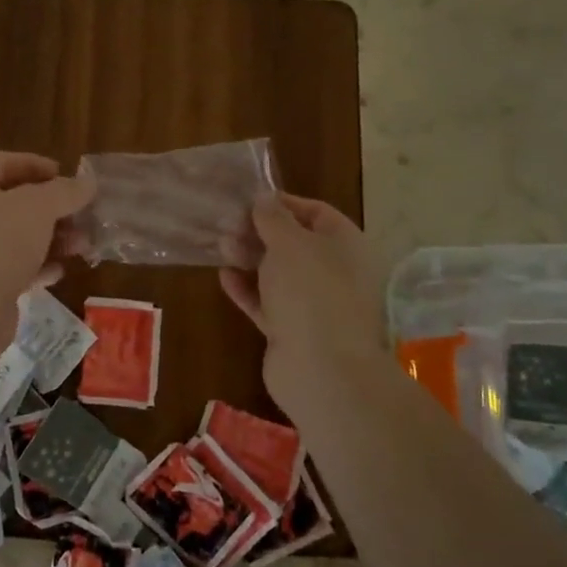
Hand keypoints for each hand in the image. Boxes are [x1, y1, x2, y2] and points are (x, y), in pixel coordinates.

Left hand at [0, 151, 94, 330]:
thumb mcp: (39, 208)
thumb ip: (65, 192)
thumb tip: (86, 183)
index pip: (2, 162)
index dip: (34, 164)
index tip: (65, 174)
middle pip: (15, 201)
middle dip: (53, 207)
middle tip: (82, 215)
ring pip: (19, 236)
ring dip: (53, 238)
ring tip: (82, 246)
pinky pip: (15, 267)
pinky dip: (39, 266)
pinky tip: (59, 272)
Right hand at [220, 195, 387, 412]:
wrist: (321, 369)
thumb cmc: (311, 292)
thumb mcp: (289, 243)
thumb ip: (273, 218)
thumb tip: (264, 198)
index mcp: (346, 246)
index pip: (316, 213)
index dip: (284, 203)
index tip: (250, 199)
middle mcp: (335, 273)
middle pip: (295, 244)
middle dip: (260, 232)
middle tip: (227, 224)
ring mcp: (314, 305)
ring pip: (279, 274)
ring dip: (250, 259)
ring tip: (221, 246)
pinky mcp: (292, 331)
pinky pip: (267, 303)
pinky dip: (247, 289)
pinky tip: (223, 277)